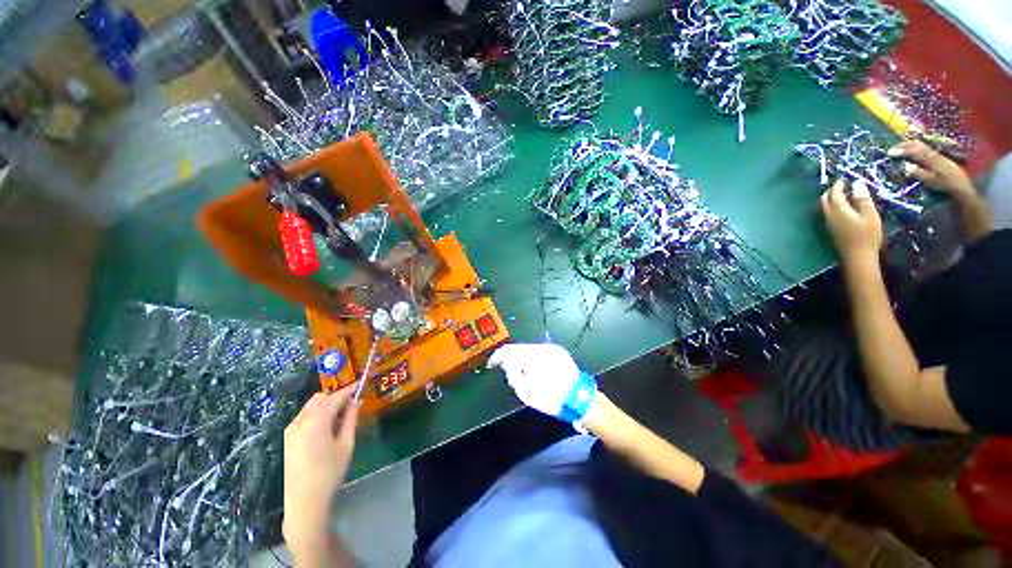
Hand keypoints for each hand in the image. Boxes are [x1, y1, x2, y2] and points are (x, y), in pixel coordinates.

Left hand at [282, 387, 358, 553]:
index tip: (360, 385)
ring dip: (325, 405)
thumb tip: (356, 402)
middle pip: (320, 398)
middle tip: (351, 404)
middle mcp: (300, 420)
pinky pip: (304, 417)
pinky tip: (326, 427)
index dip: (349, 390)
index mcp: (316, 420)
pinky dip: (317, 414)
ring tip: (340, 417)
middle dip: (335, 397)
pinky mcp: (288, 438)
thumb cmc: (329, 472)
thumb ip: (350, 419)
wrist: (304, 501)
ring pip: (310, 406)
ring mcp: (291, 429)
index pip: (335, 397)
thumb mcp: (346, 444)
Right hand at [488, 343, 595, 426]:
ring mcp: (551, 347)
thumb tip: (506, 363)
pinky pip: (538, 349)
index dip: (497, 357)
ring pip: (528, 347)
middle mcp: (541, 348)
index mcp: (533, 359)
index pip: (509, 352)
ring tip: (517, 367)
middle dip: (508, 355)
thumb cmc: (552, 399)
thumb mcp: (527, 394)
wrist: (580, 397)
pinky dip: (530, 355)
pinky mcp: (557, 349)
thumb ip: (513, 376)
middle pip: (518, 347)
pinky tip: (530, 364)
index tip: (491, 364)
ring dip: (519, 355)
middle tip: (502, 366)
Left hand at [821, 179, 882, 264]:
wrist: (858, 257)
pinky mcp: (830, 229)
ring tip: (845, 195)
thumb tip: (857, 183)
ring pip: (824, 207)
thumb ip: (862, 199)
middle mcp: (829, 215)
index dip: (838, 185)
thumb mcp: (870, 215)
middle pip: (824, 199)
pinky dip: (833, 206)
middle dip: (831, 191)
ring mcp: (828, 223)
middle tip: (843, 185)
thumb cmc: (867, 235)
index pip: (834, 193)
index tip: (845, 178)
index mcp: (838, 210)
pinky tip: (844, 208)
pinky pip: (828, 213)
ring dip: (831, 199)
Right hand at [888, 139, 974, 197]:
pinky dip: (914, 148)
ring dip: (908, 145)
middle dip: (903, 145)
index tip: (889, 153)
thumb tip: (905, 166)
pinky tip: (911, 152)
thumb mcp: (930, 181)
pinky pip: (924, 148)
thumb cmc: (944, 184)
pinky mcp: (938, 156)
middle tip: (892, 149)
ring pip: (920, 144)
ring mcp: (935, 154)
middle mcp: (932, 153)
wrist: (960, 185)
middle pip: (916, 144)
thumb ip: (918, 173)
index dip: (900, 150)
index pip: (913, 151)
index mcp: (930, 159)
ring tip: (899, 149)